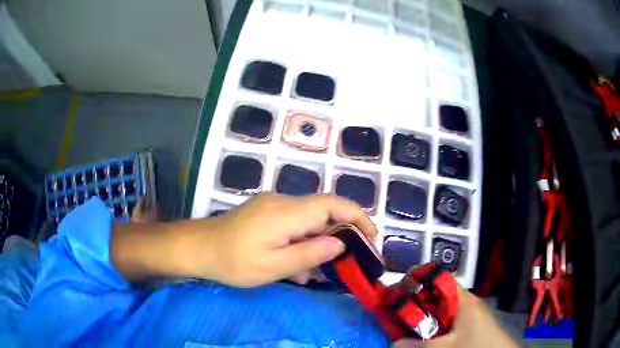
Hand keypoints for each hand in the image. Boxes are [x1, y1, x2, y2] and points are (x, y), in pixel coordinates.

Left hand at [202, 193, 376, 286]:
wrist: (198, 248)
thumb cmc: (233, 261)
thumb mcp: (273, 266)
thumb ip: (309, 254)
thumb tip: (341, 243)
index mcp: (286, 213)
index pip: (332, 205)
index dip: (357, 216)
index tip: (371, 237)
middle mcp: (283, 202)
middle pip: (323, 211)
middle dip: (339, 235)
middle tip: (345, 262)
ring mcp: (273, 205)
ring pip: (309, 220)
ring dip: (317, 242)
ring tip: (313, 271)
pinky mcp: (266, 212)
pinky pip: (294, 223)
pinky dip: (302, 241)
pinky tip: (294, 264)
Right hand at [392, 287, 518, 347]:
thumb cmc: (478, 346)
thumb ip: (420, 345)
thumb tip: (393, 343)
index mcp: (463, 299)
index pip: (439, 279)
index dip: (417, 280)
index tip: (396, 291)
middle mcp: (465, 302)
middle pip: (436, 295)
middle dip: (415, 302)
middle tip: (395, 313)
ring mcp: (467, 314)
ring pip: (439, 310)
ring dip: (422, 317)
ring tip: (404, 326)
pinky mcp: (467, 326)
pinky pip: (445, 322)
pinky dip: (431, 327)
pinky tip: (423, 337)